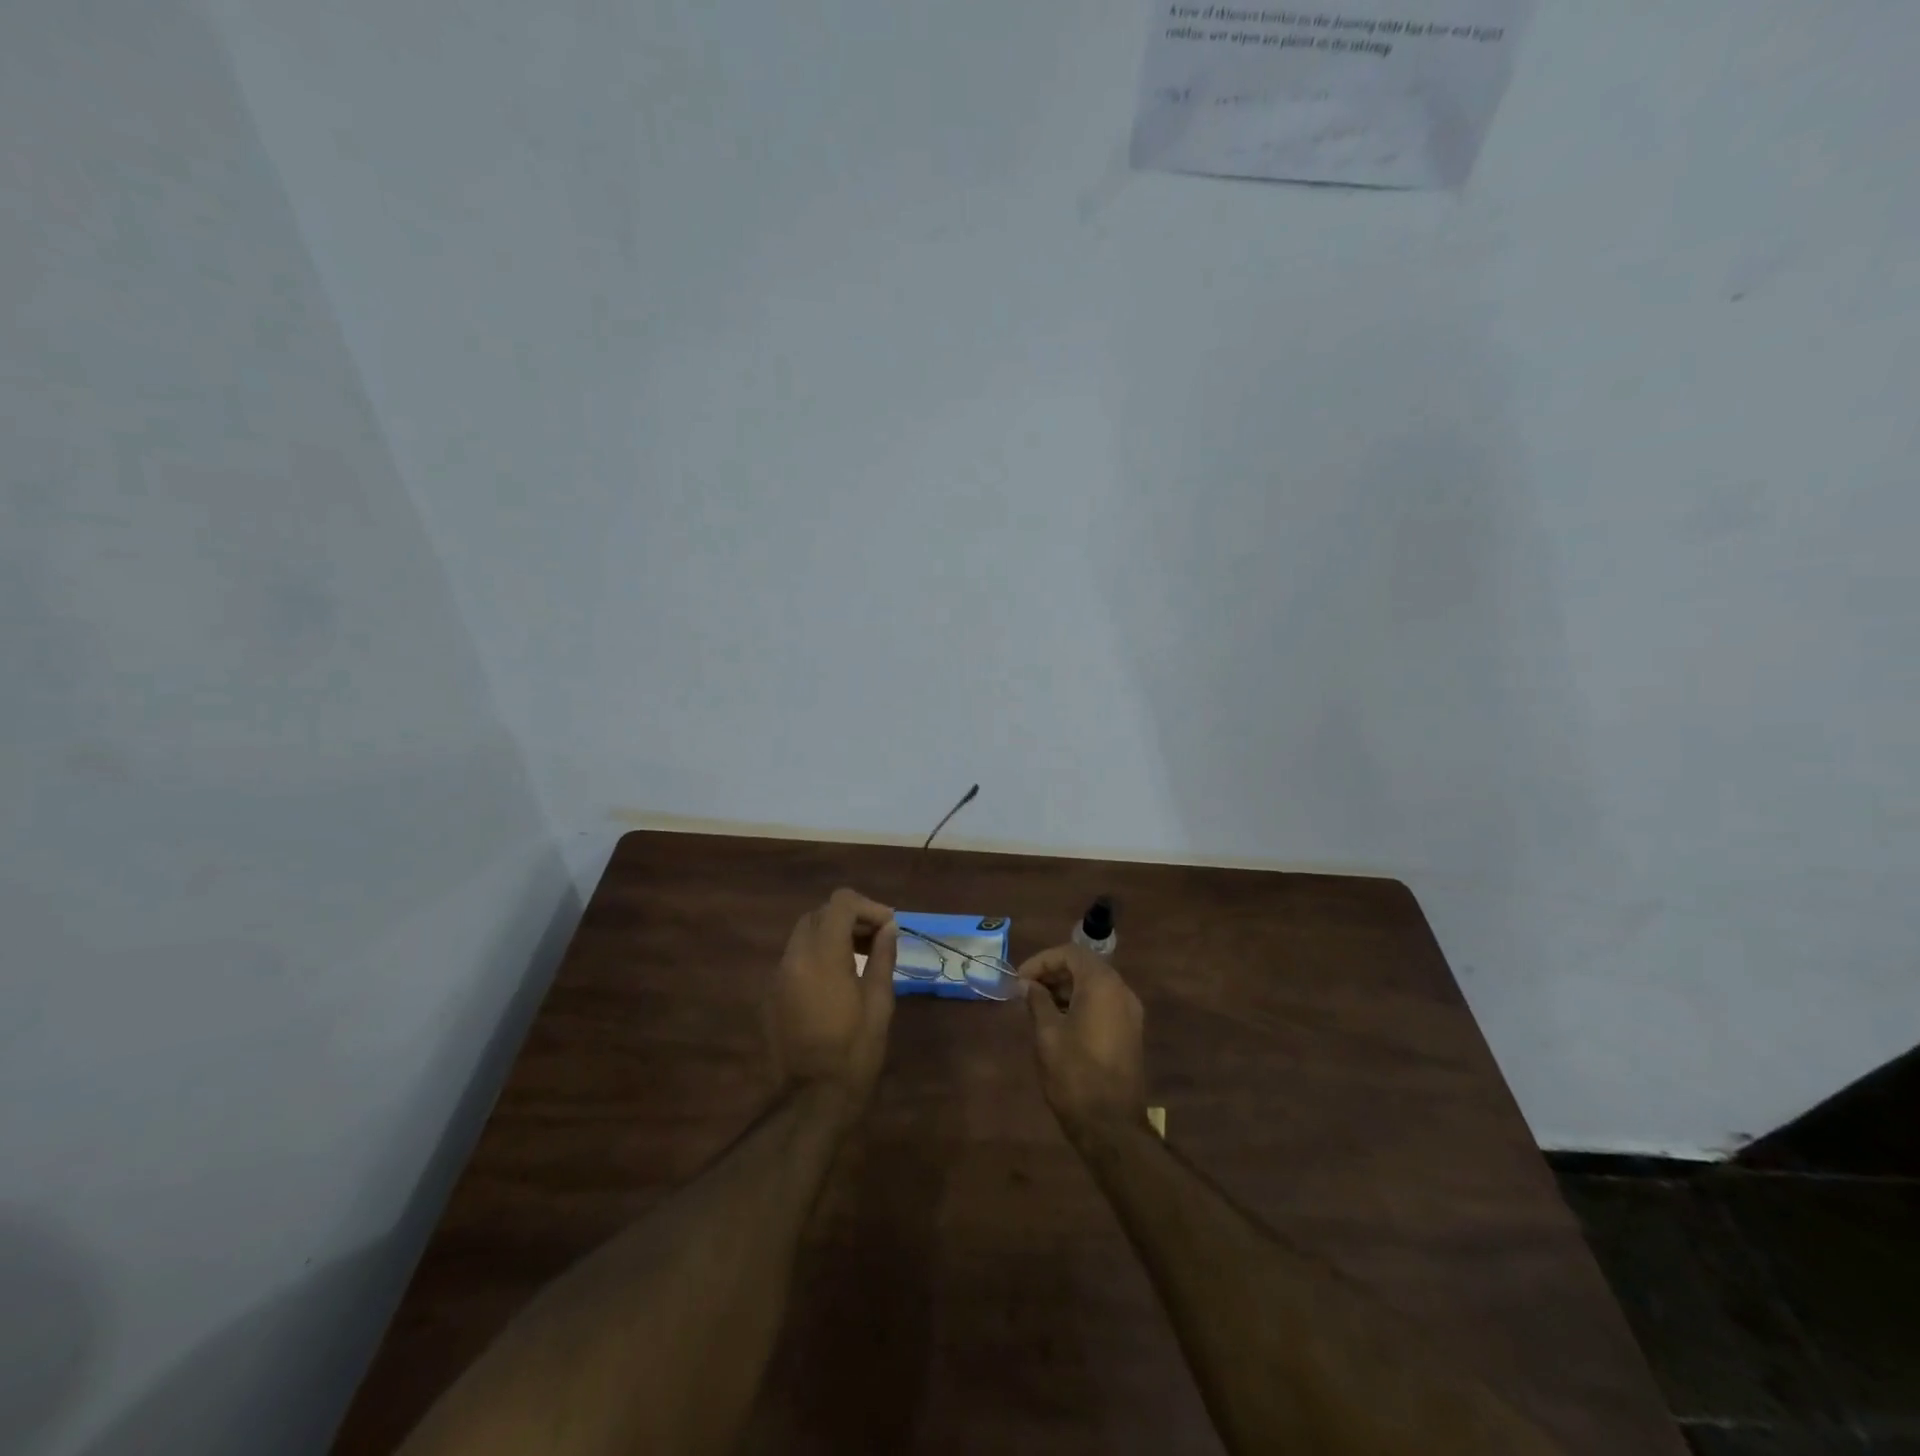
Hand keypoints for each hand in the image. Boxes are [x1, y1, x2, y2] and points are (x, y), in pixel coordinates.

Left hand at [765, 888, 897, 1109]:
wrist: (811, 1100)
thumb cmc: (855, 1051)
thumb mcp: (879, 1002)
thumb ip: (882, 957)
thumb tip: (889, 928)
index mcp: (822, 955)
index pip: (840, 902)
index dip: (868, 907)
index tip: (888, 927)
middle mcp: (794, 957)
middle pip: (819, 914)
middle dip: (850, 918)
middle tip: (877, 940)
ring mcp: (778, 976)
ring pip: (804, 934)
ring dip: (832, 935)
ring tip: (861, 958)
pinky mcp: (772, 994)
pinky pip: (795, 958)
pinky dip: (817, 955)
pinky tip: (838, 980)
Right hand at [1018, 945, 1147, 1135]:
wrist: (1111, 1125)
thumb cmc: (1074, 1074)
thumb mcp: (1048, 1034)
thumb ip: (1038, 1001)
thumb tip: (1028, 985)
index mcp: (1102, 985)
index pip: (1071, 953)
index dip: (1042, 961)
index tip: (1020, 979)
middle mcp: (1122, 991)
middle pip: (1085, 966)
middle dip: (1054, 973)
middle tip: (1026, 990)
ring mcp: (1130, 1013)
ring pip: (1095, 985)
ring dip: (1066, 988)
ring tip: (1038, 1006)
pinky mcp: (1130, 1032)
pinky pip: (1104, 1003)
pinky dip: (1081, 1003)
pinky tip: (1059, 1021)